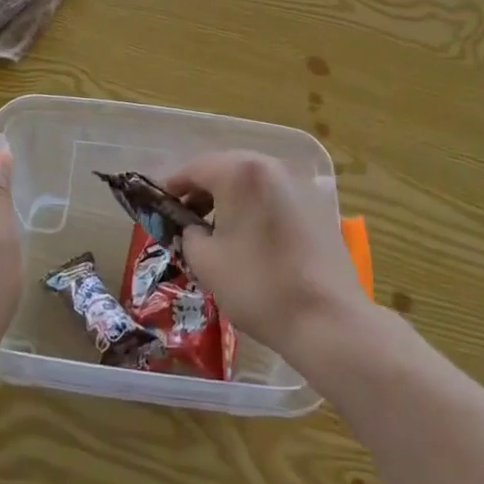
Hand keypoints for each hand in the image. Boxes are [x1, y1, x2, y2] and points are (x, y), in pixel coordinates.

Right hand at [161, 151, 364, 355]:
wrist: (327, 318)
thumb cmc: (259, 286)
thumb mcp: (207, 262)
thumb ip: (189, 234)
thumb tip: (192, 227)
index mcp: (240, 172)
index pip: (195, 168)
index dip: (171, 185)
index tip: (156, 204)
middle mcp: (270, 165)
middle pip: (225, 167)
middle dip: (201, 189)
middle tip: (183, 216)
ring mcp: (297, 182)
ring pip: (251, 180)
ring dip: (228, 196)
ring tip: (213, 228)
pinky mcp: (315, 203)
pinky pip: (273, 194)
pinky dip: (254, 205)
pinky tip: (248, 234)